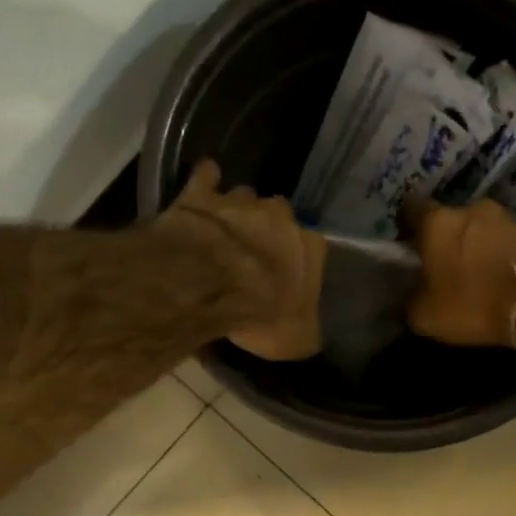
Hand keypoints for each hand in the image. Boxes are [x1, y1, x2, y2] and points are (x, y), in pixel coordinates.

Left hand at [162, 160, 325, 360]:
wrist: (209, 286)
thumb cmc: (262, 315)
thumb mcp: (298, 339)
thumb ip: (307, 327)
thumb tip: (308, 331)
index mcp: (310, 248)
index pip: (314, 248)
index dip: (300, 262)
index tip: (288, 276)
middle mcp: (280, 216)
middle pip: (280, 216)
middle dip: (269, 230)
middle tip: (254, 252)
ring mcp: (240, 201)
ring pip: (245, 196)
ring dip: (237, 210)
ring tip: (225, 230)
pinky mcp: (201, 194)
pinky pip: (206, 176)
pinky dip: (206, 181)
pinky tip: (203, 186)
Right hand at [403, 196, 515, 348]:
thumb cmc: (473, 304)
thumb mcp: (426, 316)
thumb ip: (411, 300)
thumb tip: (411, 296)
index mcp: (437, 222)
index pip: (410, 208)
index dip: (405, 226)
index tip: (405, 244)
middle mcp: (470, 208)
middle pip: (448, 219)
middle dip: (443, 238)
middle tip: (440, 264)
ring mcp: (505, 217)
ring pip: (478, 228)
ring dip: (473, 245)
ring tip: (472, 273)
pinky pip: (503, 240)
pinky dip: (497, 254)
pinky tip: (496, 276)